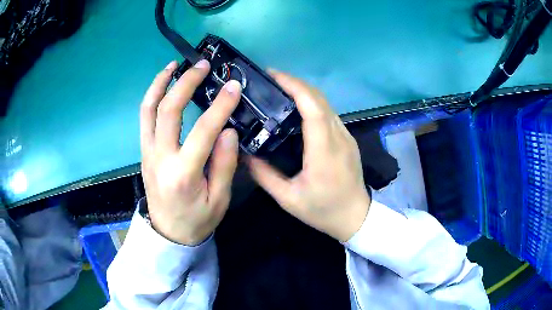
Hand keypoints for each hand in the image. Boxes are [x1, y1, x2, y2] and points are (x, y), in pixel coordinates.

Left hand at [140, 60, 241, 244]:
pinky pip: (144, 118)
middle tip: (203, 65)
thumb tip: (228, 130)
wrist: (167, 233)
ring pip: (148, 109)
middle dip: (186, 82)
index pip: (203, 130)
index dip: (220, 105)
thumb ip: (223, 165)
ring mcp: (148, 152)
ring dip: (160, 83)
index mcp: (183, 174)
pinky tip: (163, 84)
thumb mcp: (219, 200)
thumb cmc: (196, 220)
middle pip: (169, 110)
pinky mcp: (144, 151)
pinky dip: (152, 96)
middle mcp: (160, 158)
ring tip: (175, 65)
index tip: (234, 86)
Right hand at [248, 71, 370, 241]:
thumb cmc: (323, 211)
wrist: (356, 217)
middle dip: (295, 82)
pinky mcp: (347, 138)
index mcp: (324, 150)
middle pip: (319, 98)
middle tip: (269, 80)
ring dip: (303, 91)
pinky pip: (329, 112)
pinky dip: (312, 102)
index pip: (312, 107)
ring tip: (279, 90)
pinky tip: (296, 107)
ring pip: (326, 103)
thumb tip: (245, 153)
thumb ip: (264, 175)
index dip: (293, 86)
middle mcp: (339, 136)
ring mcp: (346, 136)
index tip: (272, 75)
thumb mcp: (288, 199)